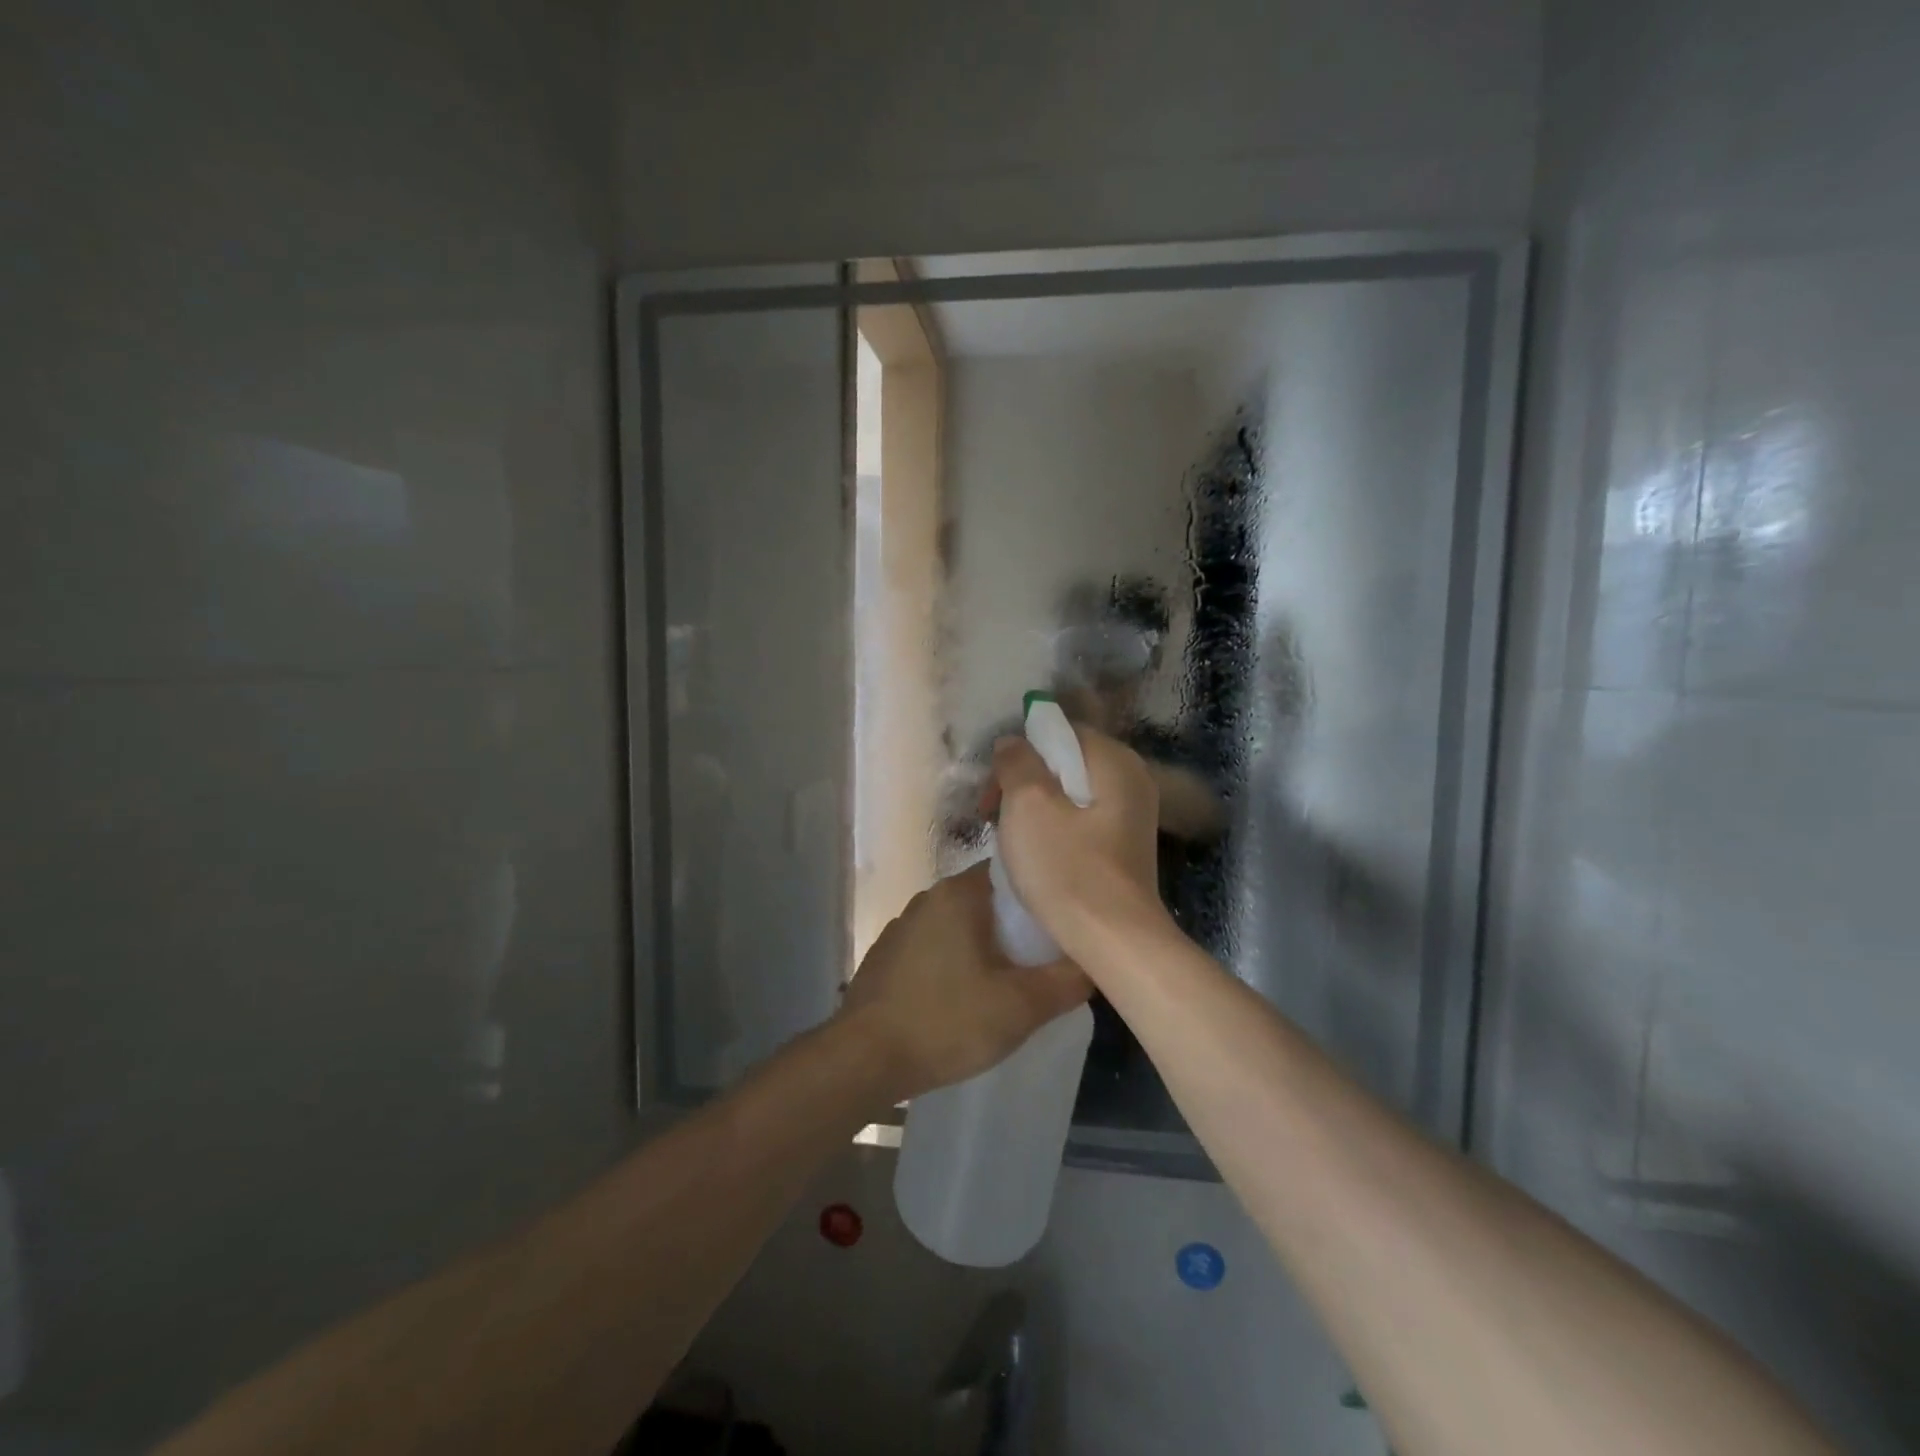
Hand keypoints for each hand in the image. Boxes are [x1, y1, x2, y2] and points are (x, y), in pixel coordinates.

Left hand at [839, 864, 1091, 1100]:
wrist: (863, 1059)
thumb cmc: (946, 1021)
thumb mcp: (1020, 1007)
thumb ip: (1066, 982)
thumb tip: (1093, 963)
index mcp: (958, 894)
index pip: (1012, 873)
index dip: (1042, 895)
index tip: (1064, 922)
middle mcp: (928, 898)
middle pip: (988, 900)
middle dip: (1017, 927)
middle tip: (1046, 959)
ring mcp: (903, 927)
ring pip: (961, 926)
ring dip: (986, 946)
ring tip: (1011, 980)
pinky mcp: (888, 956)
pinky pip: (936, 947)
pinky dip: (957, 962)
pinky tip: (966, 997)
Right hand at [990, 726, 1167, 963]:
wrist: (1113, 940)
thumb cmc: (1067, 867)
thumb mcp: (1028, 805)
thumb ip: (1017, 762)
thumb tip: (1012, 743)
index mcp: (1114, 760)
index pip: (1060, 732)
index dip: (1020, 752)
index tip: (993, 788)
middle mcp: (1132, 779)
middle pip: (1065, 763)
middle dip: (1024, 782)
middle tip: (993, 814)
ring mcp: (1132, 815)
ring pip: (1071, 794)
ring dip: (1036, 808)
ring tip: (1010, 838)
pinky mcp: (1125, 845)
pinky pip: (1082, 820)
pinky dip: (1055, 828)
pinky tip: (1037, 854)